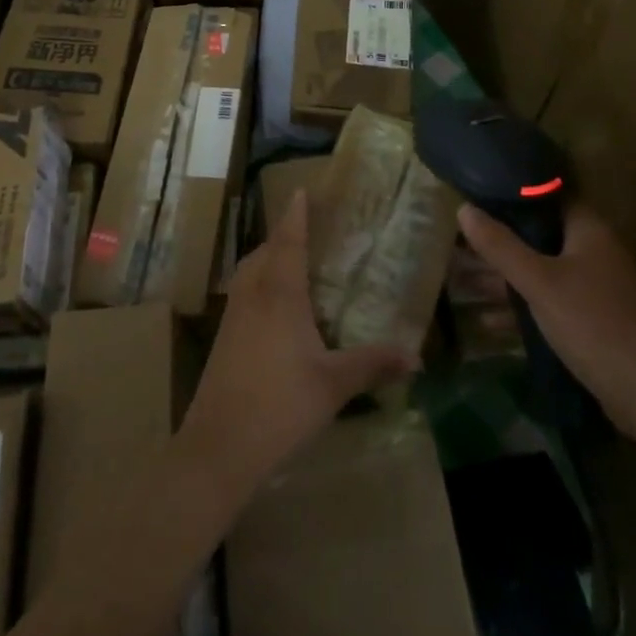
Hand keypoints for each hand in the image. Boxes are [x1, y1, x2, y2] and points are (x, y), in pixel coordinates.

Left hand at [178, 193, 415, 500]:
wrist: (220, 444)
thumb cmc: (281, 405)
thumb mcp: (334, 384)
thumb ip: (373, 364)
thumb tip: (416, 357)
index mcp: (280, 294)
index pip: (289, 241)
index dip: (296, 215)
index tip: (302, 191)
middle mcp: (253, 293)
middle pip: (265, 250)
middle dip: (284, 233)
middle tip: (307, 226)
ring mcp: (233, 314)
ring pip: (250, 269)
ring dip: (268, 255)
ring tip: (291, 258)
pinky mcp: (224, 335)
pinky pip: (244, 289)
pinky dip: (259, 278)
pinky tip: (273, 302)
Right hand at [457, 201, 635, 437]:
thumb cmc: (592, 323)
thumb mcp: (538, 282)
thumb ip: (500, 245)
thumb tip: (463, 208)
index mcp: (589, 231)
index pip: (548, 195)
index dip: (512, 192)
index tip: (475, 193)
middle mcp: (595, 252)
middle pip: (539, 235)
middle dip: (500, 240)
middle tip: (459, 238)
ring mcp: (596, 287)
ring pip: (541, 270)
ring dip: (505, 276)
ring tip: (461, 277)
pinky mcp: (593, 319)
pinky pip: (549, 301)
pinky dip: (522, 306)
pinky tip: (487, 320)